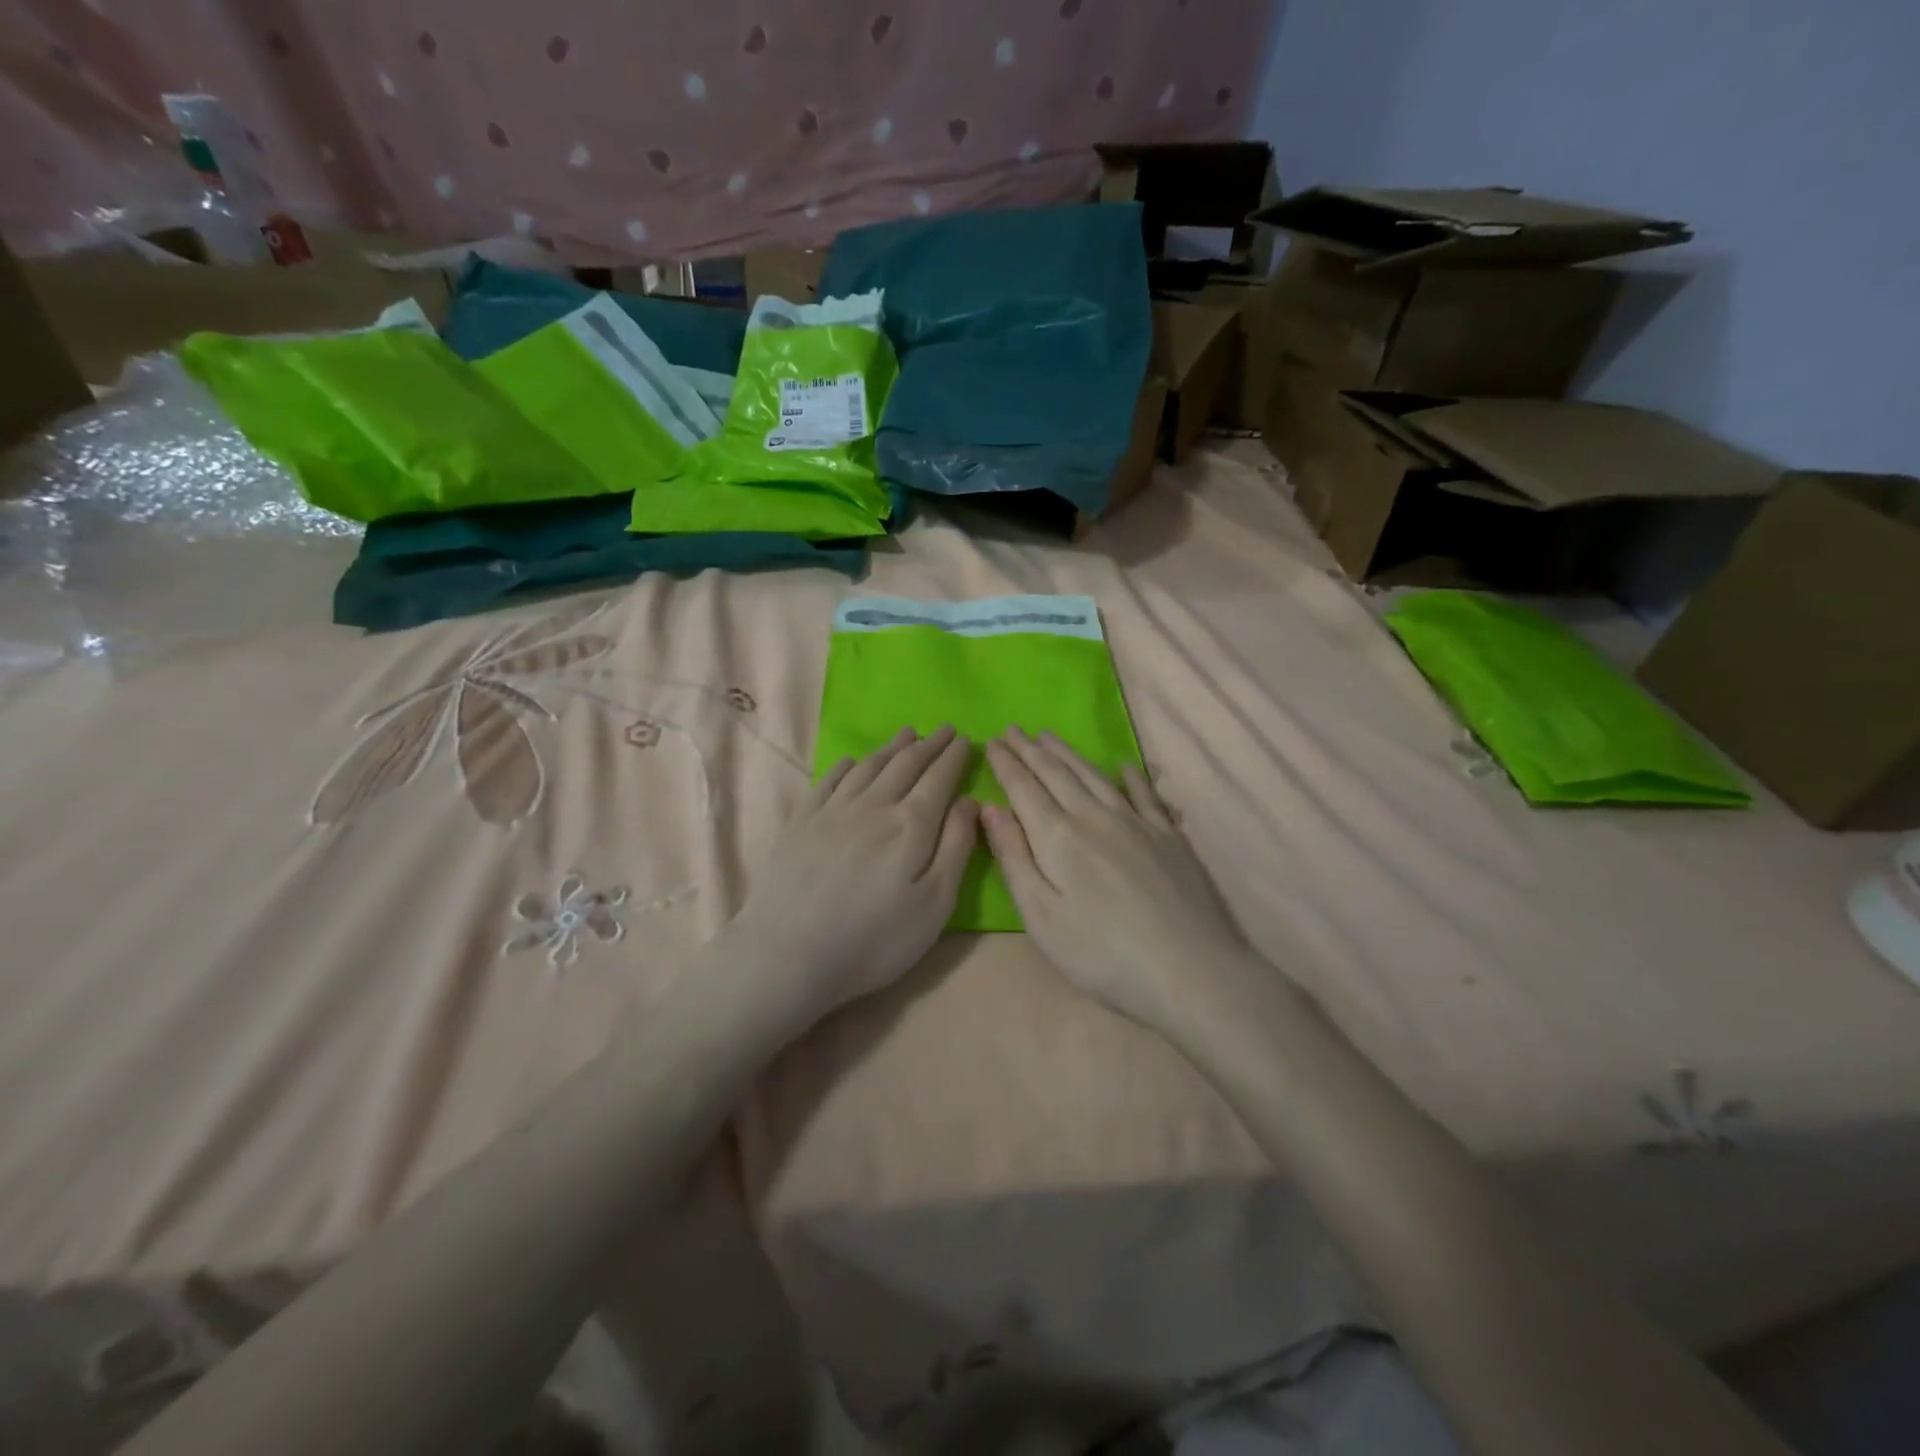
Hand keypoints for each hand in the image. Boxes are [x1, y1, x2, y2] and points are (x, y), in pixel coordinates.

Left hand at [730, 726, 978, 1024]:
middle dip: (929, 744)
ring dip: (891, 748)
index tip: (965, 738)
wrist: (789, 953)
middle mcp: (873, 805)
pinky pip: (828, 781)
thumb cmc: (874, 939)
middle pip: (905, 765)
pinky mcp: (801, 822)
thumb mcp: (934, 904)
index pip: (938, 779)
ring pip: (868, 767)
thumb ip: (955, 847)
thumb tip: (969, 800)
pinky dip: (846, 765)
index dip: (954, 757)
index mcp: (910, 824)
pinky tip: (851, 761)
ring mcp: (832, 811)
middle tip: (944, 729)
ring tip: (907, 734)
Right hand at [981, 730, 1252, 1029]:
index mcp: (1058, 837)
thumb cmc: (1101, 954)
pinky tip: (1124, 765)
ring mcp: (1136, 822)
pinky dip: (1131, 776)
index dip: (1006, 763)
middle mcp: (1095, 816)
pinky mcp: (1168, 836)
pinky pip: (1145, 794)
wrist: (1188, 969)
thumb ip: (1014, 858)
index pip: (1024, 788)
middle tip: (1013, 729)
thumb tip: (990, 809)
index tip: (992, 740)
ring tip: (1050, 737)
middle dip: (1031, 750)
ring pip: (1094, 776)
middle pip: (1057, 774)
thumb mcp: (1041, 917)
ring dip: (1068, 753)